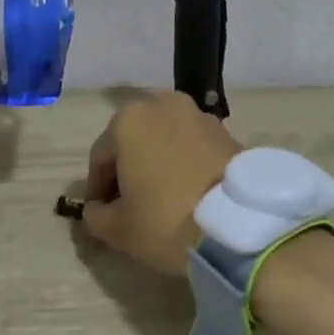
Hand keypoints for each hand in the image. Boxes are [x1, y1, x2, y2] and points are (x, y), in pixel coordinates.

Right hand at [80, 92, 242, 275]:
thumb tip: (96, 209)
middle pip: (133, 141)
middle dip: (127, 169)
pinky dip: (183, 162)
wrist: (238, 224)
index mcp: (128, 120)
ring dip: (156, 162)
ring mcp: (197, 114)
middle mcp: (162, 105)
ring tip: (161, 197)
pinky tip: (187, 191)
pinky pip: (191, 146)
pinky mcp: (226, 130)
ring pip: (163, 140)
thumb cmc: (165, 220)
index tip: (101, 215)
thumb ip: (95, 216)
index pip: (100, 158)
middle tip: (131, 204)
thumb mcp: (117, 229)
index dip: (97, 189)